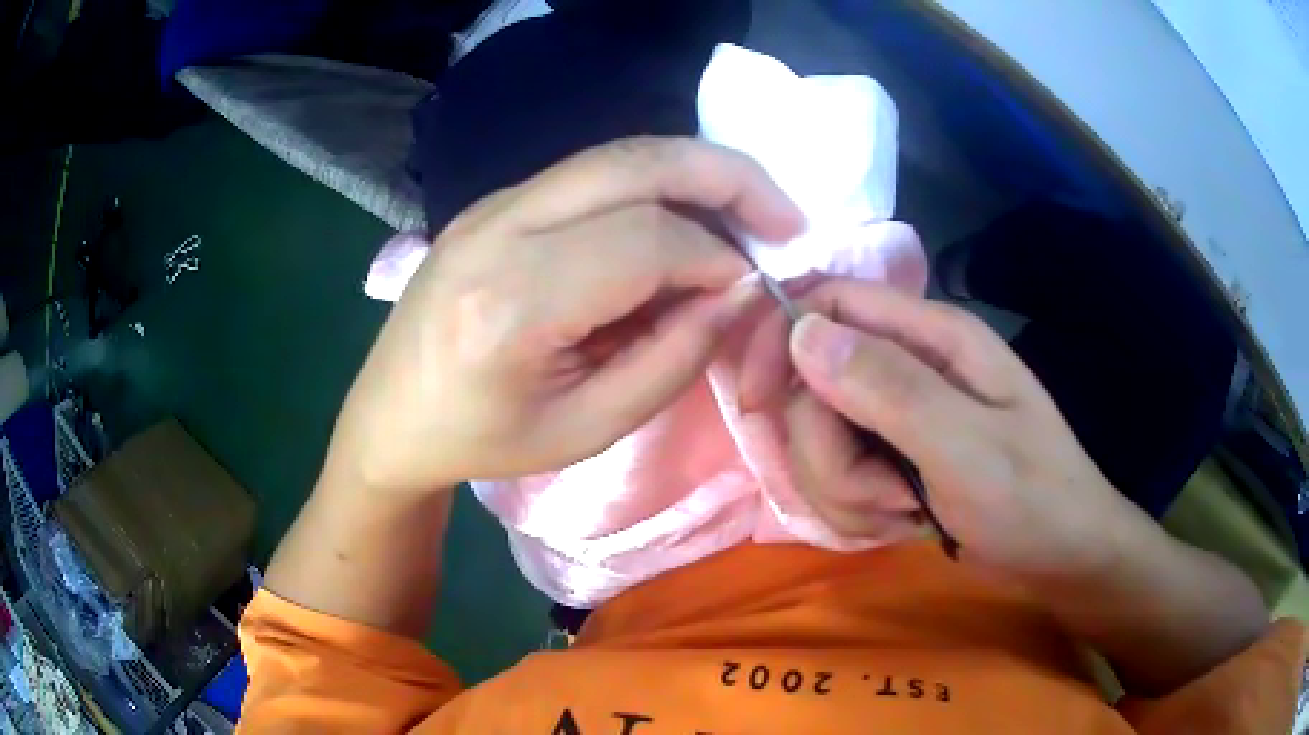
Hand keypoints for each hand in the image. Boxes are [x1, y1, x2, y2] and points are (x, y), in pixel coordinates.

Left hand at [326, 137, 802, 495]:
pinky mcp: (493, 202)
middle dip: (727, 176)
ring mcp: (490, 204)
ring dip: (694, 172)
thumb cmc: (480, 440)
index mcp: (512, 302)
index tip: (752, 288)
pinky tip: (680, 218)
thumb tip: (735, 292)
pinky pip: (590, 174)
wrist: (389, 416)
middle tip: (785, 215)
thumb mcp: (585, 430)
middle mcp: (498, 229)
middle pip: (635, 162)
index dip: (717, 258)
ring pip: (616, 155)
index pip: (647, 241)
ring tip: (747, 211)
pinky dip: (652, 185)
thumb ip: (670, 361)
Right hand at [739, 278, 1153, 578]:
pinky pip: (835, 481)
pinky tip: (904, 522)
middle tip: (887, 493)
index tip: (755, 403)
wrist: (1060, 554)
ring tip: (906, 512)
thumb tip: (802, 333)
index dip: (779, 340)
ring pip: (818, 444)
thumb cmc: (1032, 496)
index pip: (828, 302)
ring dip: (848, 493)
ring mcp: (896, 417)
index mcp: (931, 337)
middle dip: (830, 455)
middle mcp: (906, 366)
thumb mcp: (968, 447)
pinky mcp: (890, 459)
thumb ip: (889, 388)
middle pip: (811, 388)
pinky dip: (859, 512)